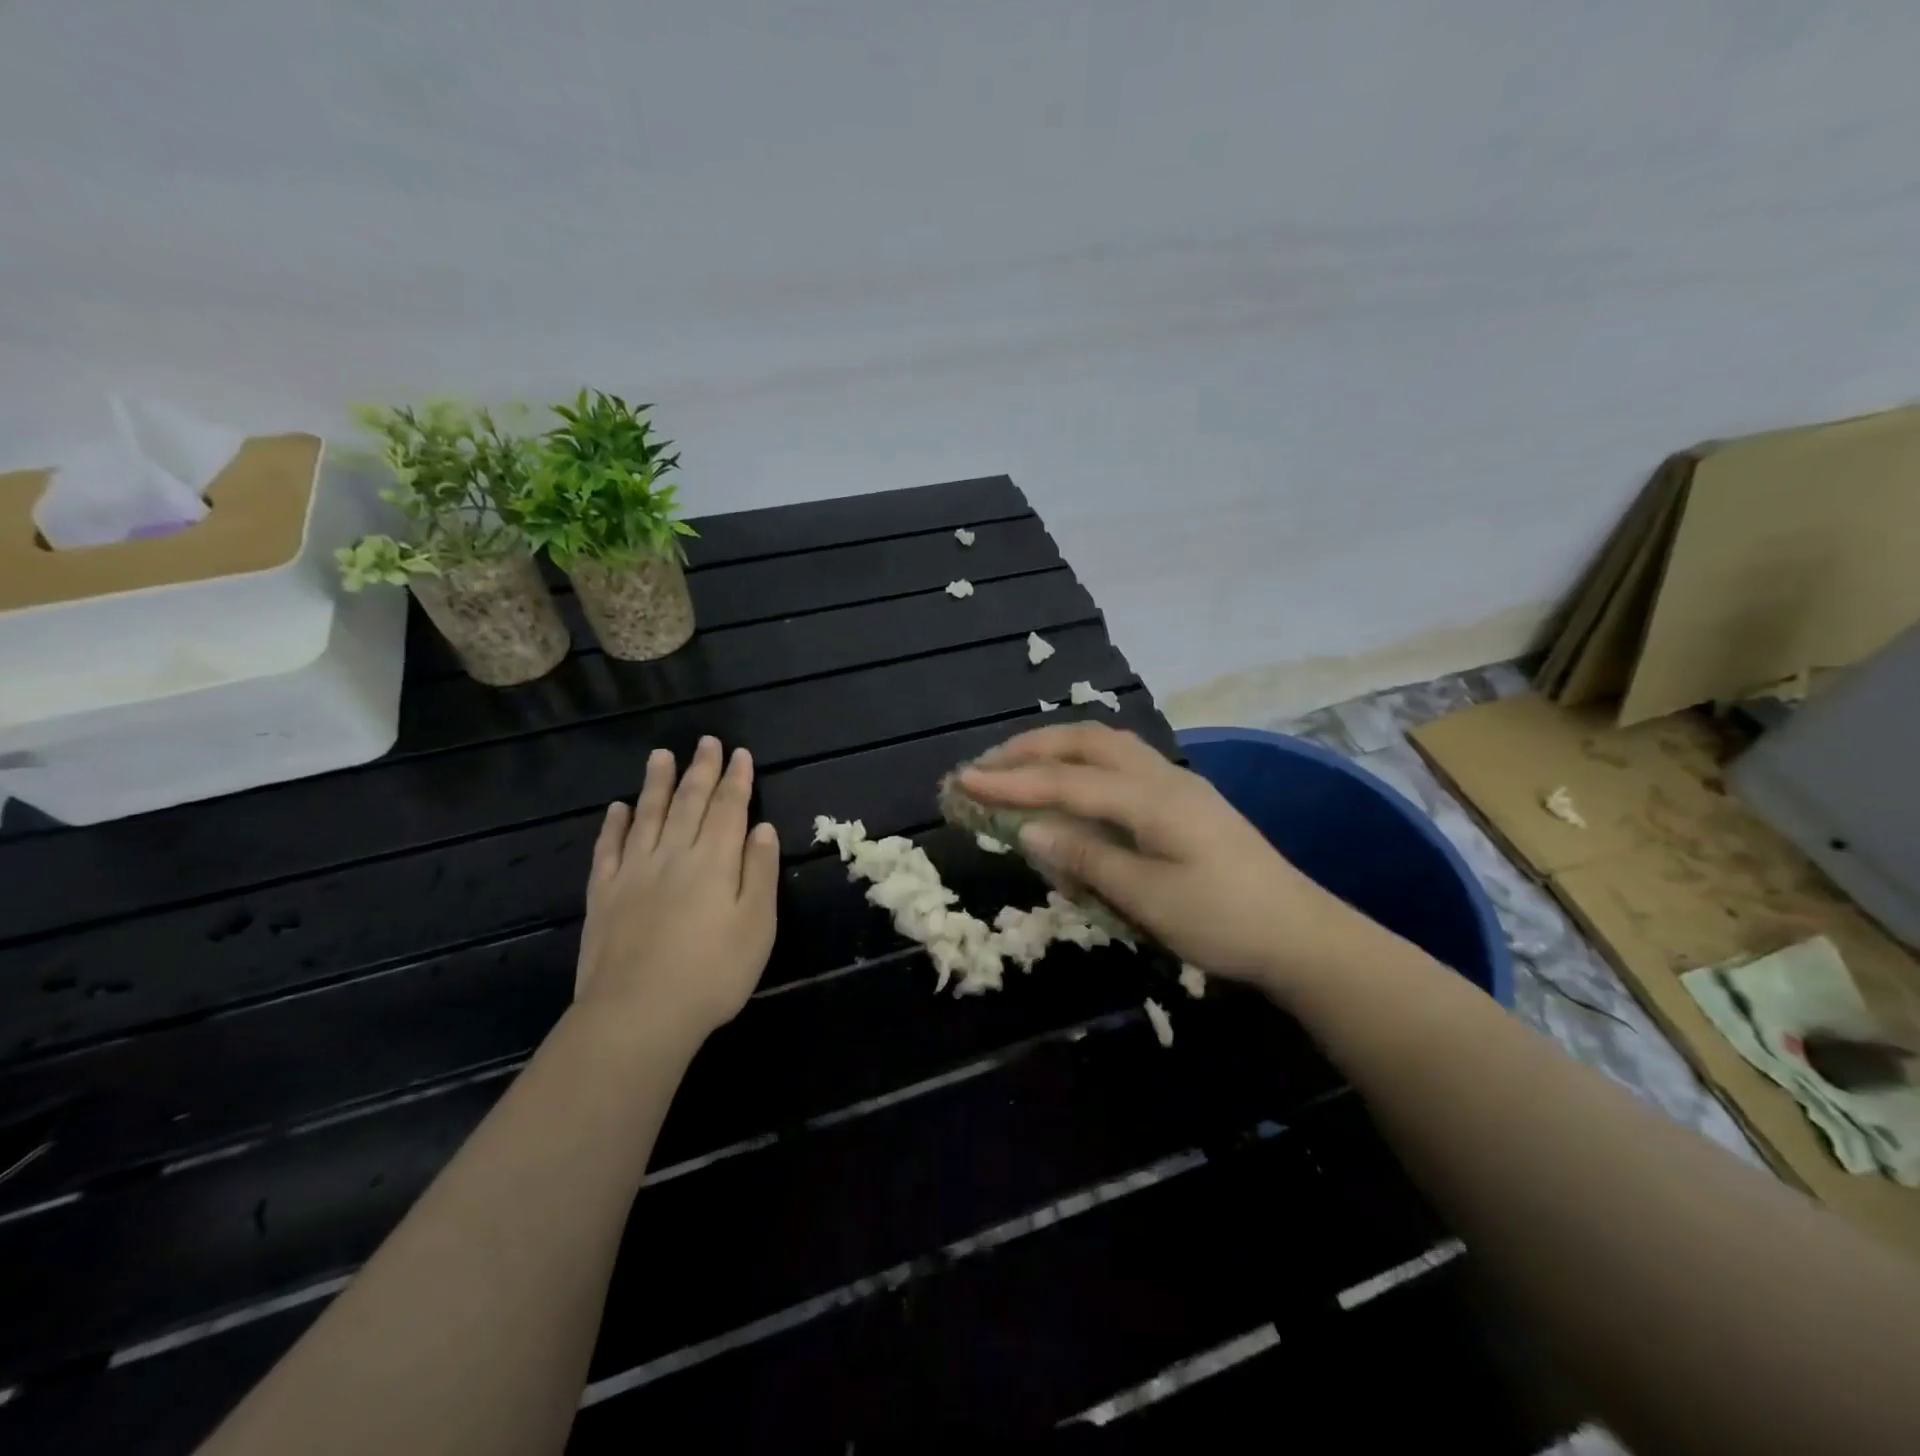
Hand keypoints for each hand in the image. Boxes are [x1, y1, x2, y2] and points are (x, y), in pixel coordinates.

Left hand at [575, 736, 779, 1046]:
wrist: (638, 1014)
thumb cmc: (712, 973)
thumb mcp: (757, 925)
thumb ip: (760, 872)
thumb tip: (762, 827)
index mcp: (715, 861)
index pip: (729, 808)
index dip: (737, 779)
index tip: (740, 753)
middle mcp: (674, 854)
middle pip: (689, 802)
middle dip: (701, 770)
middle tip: (706, 741)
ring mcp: (634, 872)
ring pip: (647, 815)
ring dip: (656, 783)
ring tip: (661, 755)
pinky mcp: (604, 895)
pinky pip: (608, 848)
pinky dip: (614, 824)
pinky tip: (617, 808)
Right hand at [960, 722, 1365, 992]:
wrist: (1300, 934)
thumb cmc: (1224, 922)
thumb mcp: (1149, 898)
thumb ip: (1087, 858)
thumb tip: (1029, 830)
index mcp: (1152, 799)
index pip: (1067, 781)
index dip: (1012, 780)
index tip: (964, 779)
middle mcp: (1162, 776)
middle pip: (1086, 742)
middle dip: (1031, 748)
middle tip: (985, 764)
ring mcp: (1176, 783)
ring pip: (1107, 744)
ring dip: (1058, 747)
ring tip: (1019, 764)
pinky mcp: (1184, 799)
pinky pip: (1122, 761)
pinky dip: (1083, 761)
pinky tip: (1072, 782)